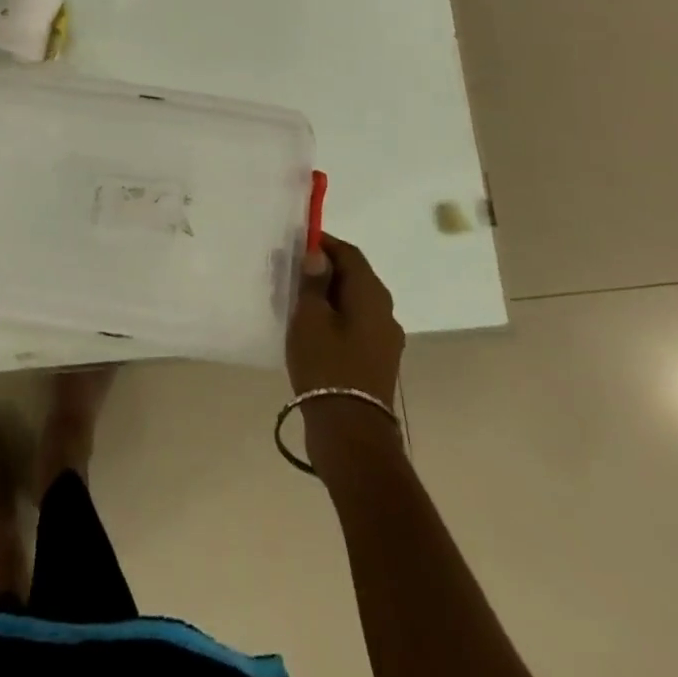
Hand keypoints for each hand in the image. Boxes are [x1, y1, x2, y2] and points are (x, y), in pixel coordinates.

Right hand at [286, 234, 403, 406]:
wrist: (351, 433)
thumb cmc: (327, 366)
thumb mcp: (310, 318)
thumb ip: (313, 282)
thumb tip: (318, 256)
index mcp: (371, 294)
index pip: (349, 253)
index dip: (324, 243)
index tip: (297, 243)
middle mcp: (385, 311)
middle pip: (354, 276)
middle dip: (324, 269)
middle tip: (292, 271)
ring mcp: (385, 339)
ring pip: (355, 302)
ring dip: (329, 295)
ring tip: (298, 300)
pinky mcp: (377, 361)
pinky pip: (356, 325)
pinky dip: (336, 318)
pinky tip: (312, 329)